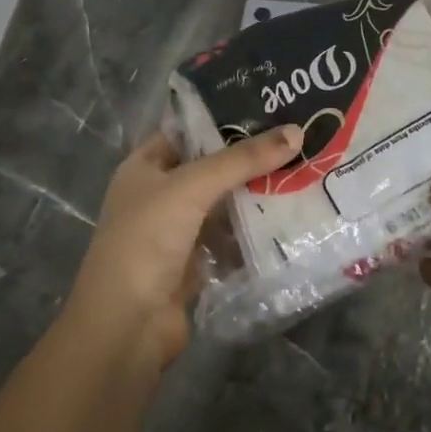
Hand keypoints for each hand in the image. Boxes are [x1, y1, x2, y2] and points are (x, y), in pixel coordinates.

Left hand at [67, 125, 303, 370]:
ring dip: (255, 195)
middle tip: (297, 138)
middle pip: (208, 168)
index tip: (267, 106)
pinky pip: (230, 239)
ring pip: (222, 205)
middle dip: (247, 158)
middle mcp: (158, 195)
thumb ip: (242, 160)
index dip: (220, 117)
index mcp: (143, 168)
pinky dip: (253, 232)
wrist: (128, 325)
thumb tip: (295, 131)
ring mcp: (176, 233)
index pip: (185, 131)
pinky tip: (290, 218)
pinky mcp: (195, 265)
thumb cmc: (147, 240)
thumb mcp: (191, 187)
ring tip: (302, 171)